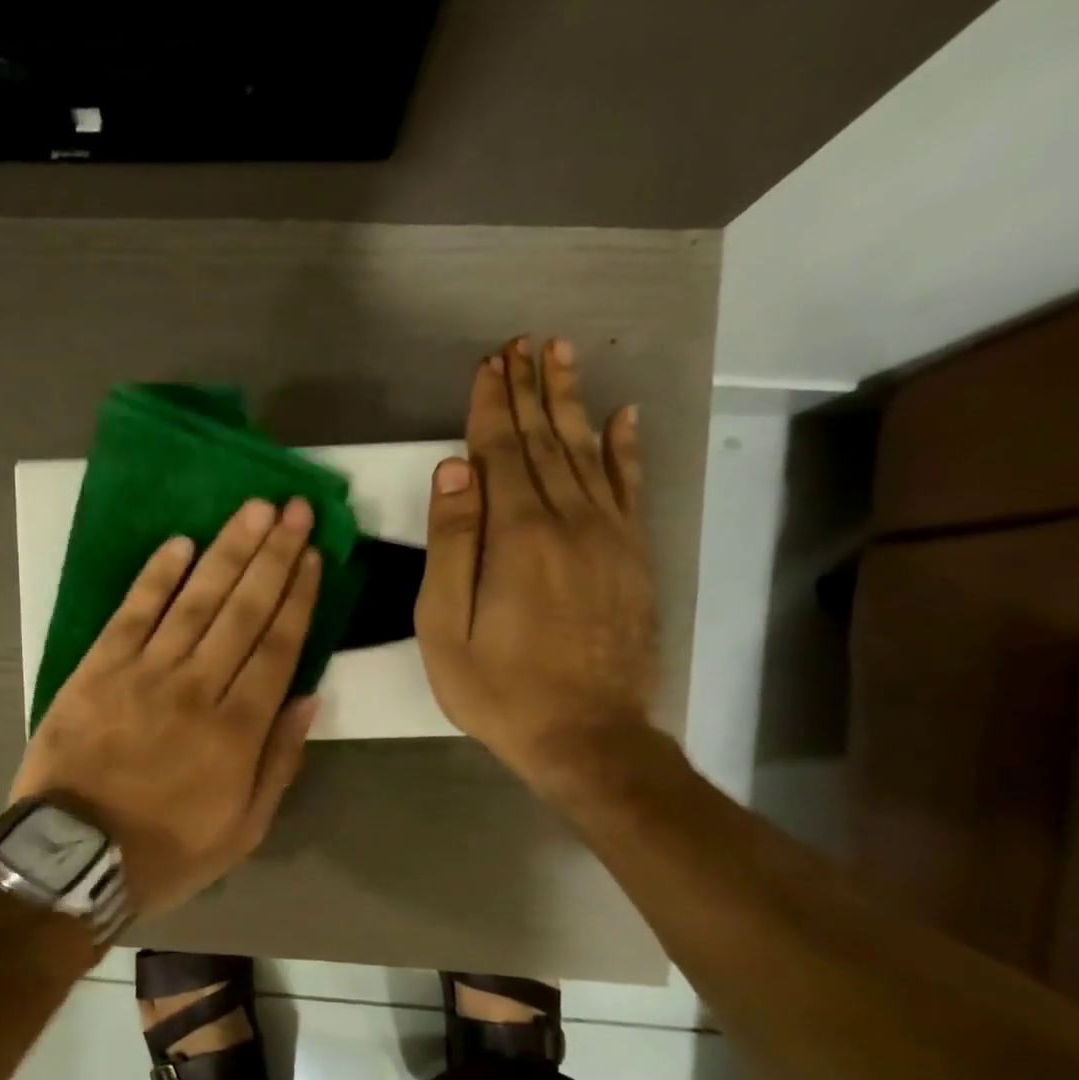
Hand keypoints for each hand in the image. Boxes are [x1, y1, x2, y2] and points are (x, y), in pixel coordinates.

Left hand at [11, 498, 322, 915]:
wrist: (75, 858)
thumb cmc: (165, 851)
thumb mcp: (243, 830)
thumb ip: (280, 761)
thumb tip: (309, 697)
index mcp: (237, 728)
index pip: (278, 646)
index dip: (298, 596)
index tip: (313, 555)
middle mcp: (197, 687)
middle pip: (244, 610)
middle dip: (273, 555)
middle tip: (295, 509)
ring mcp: (144, 672)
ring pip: (196, 600)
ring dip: (227, 550)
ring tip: (254, 509)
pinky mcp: (98, 668)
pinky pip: (133, 612)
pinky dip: (158, 576)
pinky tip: (180, 543)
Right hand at [415, 335, 658, 795]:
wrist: (586, 736)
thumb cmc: (498, 688)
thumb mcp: (446, 627)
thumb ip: (451, 545)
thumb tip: (453, 470)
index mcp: (517, 537)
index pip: (501, 453)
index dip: (491, 407)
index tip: (487, 364)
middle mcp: (569, 522)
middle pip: (546, 442)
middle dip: (530, 390)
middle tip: (524, 343)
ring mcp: (609, 538)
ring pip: (588, 453)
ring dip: (572, 402)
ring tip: (562, 357)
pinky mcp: (632, 558)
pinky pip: (629, 489)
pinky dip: (625, 449)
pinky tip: (624, 417)